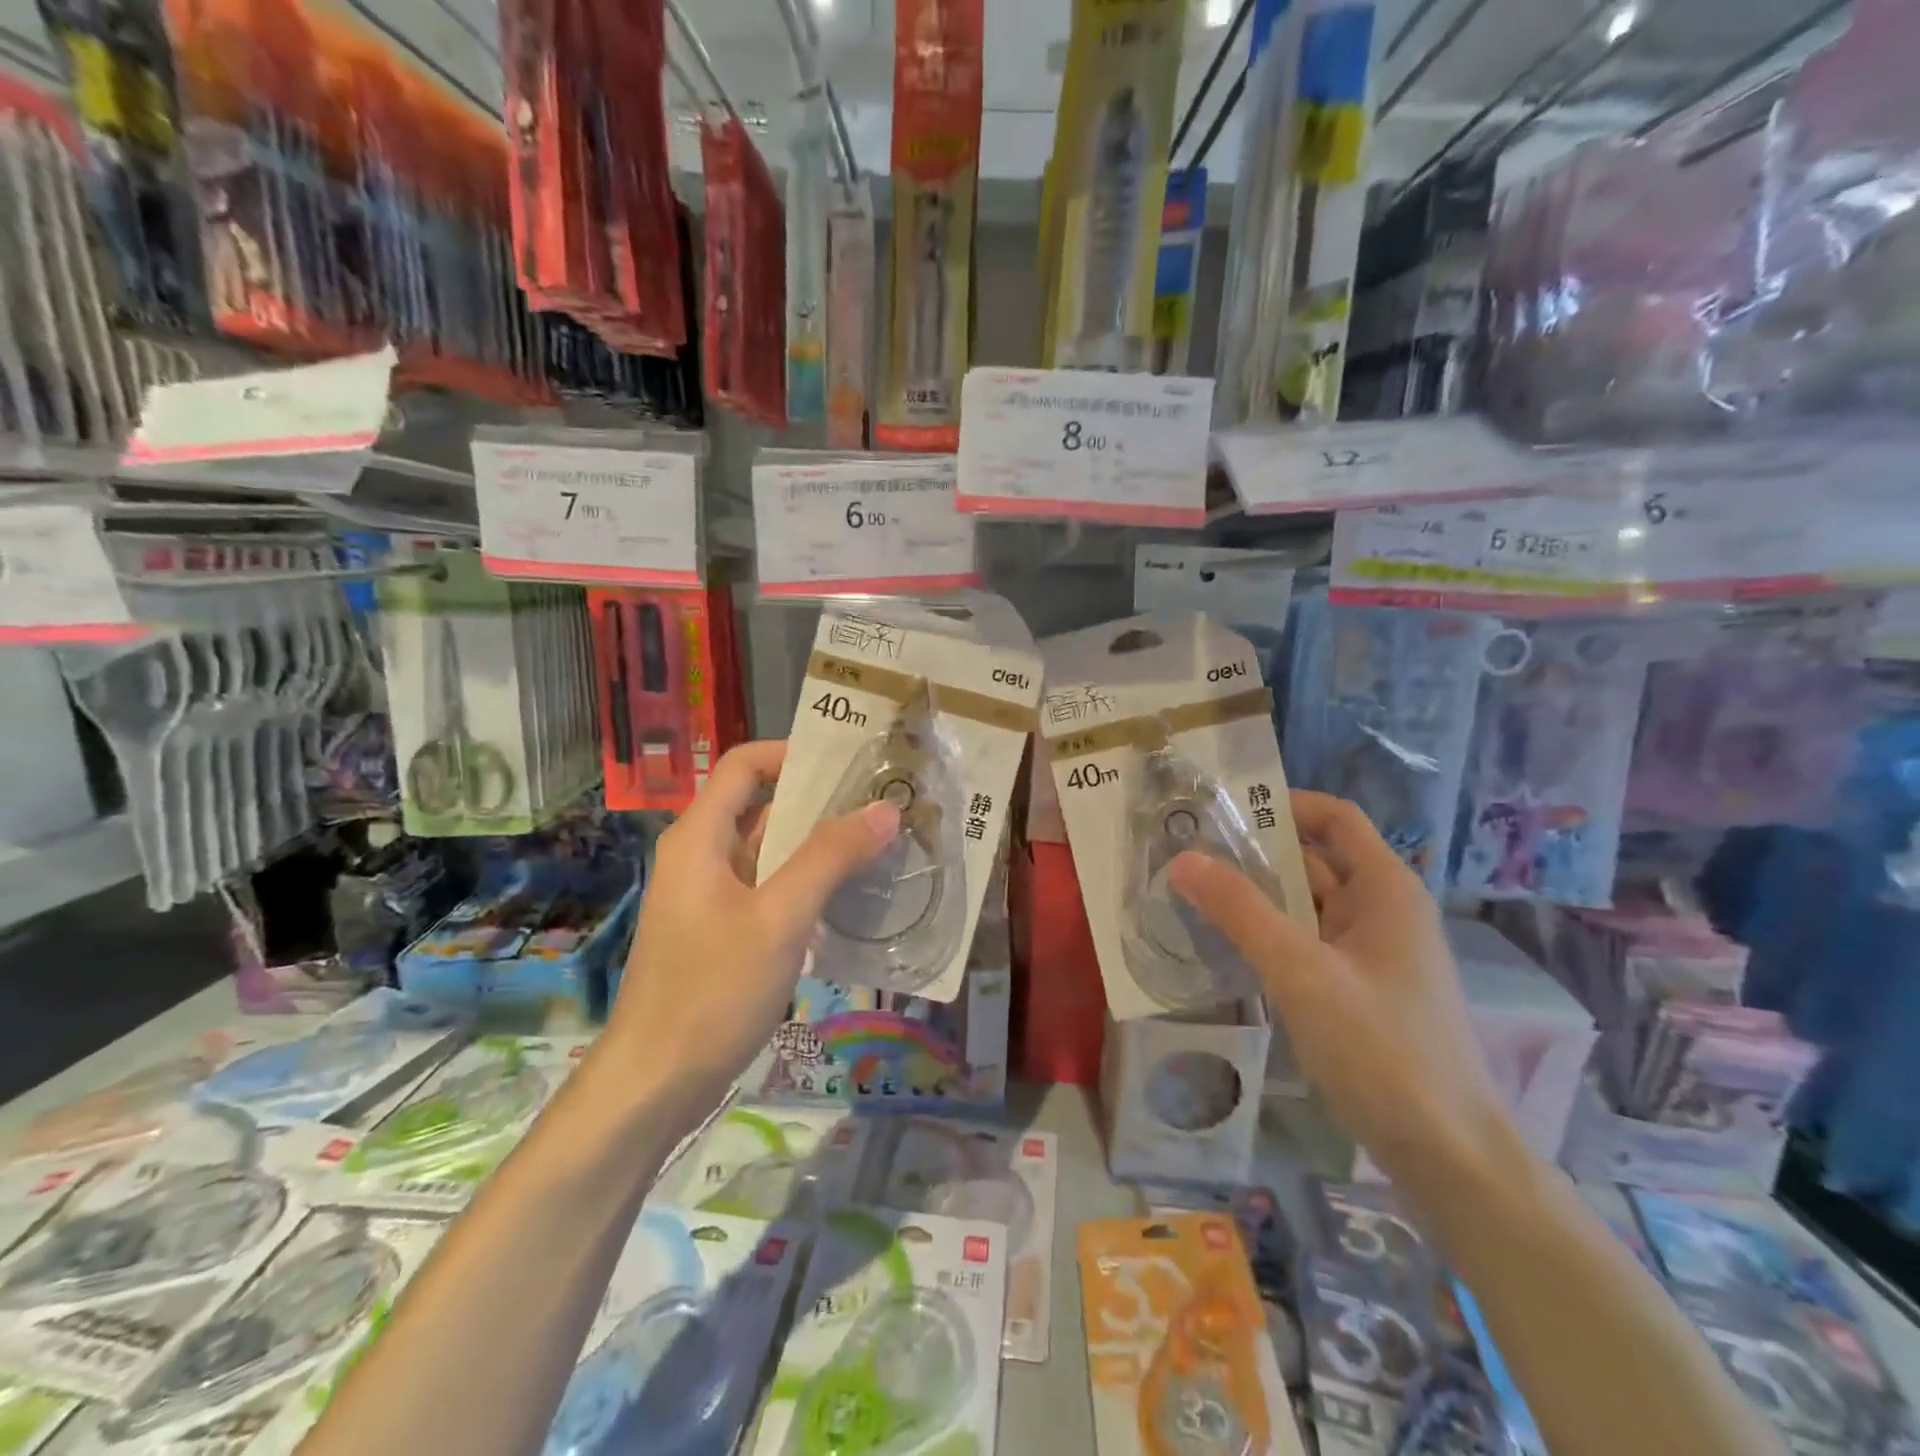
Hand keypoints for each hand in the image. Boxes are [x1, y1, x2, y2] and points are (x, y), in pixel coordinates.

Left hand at [607, 740, 899, 1105]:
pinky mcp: (723, 934)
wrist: (654, 1087)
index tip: (851, 764)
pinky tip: (852, 901)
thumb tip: (884, 808)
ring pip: (771, 853)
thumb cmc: (711, 992)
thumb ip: (830, 858)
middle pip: (763, 806)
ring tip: (881, 848)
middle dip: (822, 803)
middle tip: (884, 807)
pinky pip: (771, 891)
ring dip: (821, 848)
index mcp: (700, 837)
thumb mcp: (778, 918)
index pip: (745, 765)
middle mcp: (702, 857)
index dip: (794, 754)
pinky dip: (809, 886)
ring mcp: (712, 898)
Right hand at [1171, 791, 1514, 1188]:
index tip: (1221, 811)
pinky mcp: (1362, 992)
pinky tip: (1227, 947)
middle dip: (1255, 853)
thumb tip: (1182, 858)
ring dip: (1258, 898)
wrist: (1449, 1156)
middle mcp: (1384, 911)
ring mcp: (1374, 954)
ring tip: (1193, 893)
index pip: (1335, 817)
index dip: (1284, 804)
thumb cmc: (1382, 1049)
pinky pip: (1309, 945)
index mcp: (1386, 888)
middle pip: (1315, 860)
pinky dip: (1271, 936)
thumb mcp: (1301, 972)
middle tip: (1188, 852)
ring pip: (1308, 907)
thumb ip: (1240, 910)